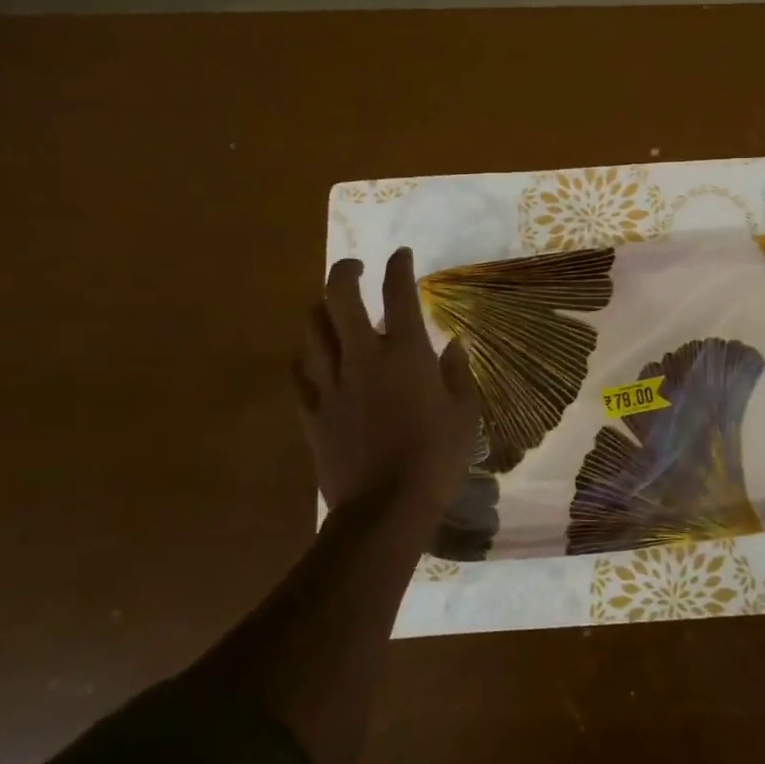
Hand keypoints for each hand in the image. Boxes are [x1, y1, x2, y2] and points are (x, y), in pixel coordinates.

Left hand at [294, 248, 478, 512]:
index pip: (398, 294)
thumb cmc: (436, 458)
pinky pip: (298, 373)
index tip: (401, 255)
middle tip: (355, 268)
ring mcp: (331, 383)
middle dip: (345, 272)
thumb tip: (453, 345)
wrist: (385, 508)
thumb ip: (458, 373)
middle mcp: (363, 357)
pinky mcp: (312, 411)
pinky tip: (315, 360)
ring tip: (332, 309)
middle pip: (339, 297)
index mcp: (405, 354)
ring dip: (321, 309)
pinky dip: (306, 357)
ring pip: (311, 329)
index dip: (399, 267)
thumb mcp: (465, 413)